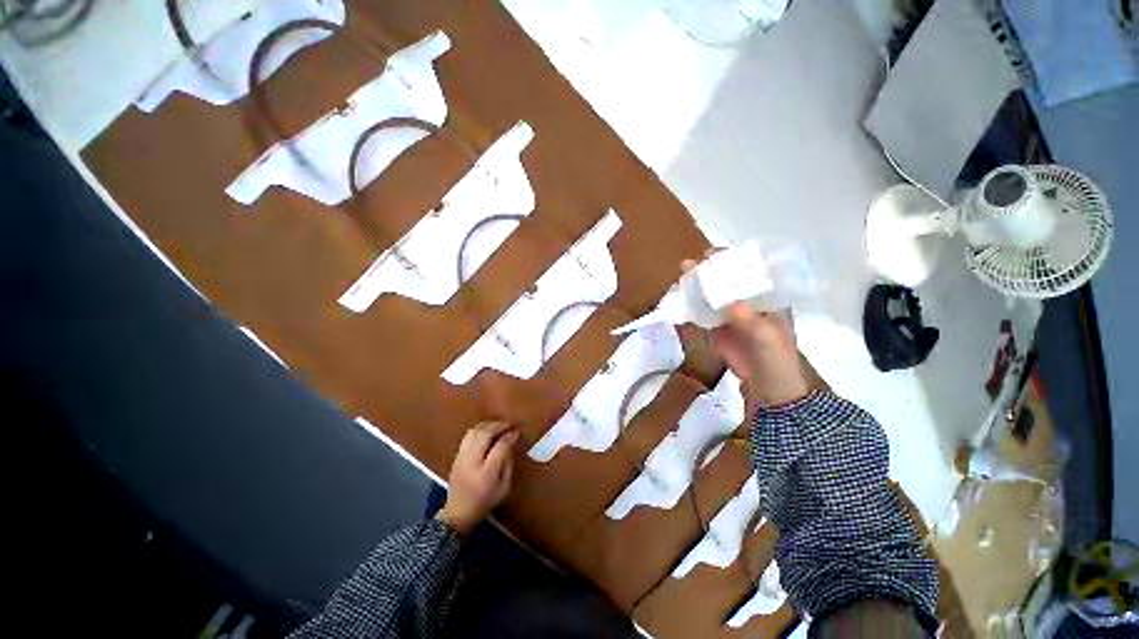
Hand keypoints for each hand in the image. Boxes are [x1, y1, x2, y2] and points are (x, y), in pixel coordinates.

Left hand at [436, 421, 518, 534]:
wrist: (458, 514)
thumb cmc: (485, 502)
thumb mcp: (504, 487)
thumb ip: (508, 463)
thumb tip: (511, 444)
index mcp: (486, 473)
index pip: (500, 446)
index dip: (510, 436)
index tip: (517, 432)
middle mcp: (472, 462)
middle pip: (485, 434)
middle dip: (499, 426)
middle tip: (509, 425)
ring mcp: (461, 457)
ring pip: (474, 431)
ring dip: (488, 425)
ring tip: (499, 426)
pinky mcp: (456, 456)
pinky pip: (467, 436)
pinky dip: (479, 429)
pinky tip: (487, 431)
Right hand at [682, 255, 810, 406]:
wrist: (767, 390)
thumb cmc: (776, 361)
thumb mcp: (768, 340)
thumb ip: (752, 321)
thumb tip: (731, 303)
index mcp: (767, 300)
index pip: (750, 274)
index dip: (733, 262)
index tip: (714, 255)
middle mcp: (747, 303)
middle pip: (726, 282)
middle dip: (709, 271)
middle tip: (690, 264)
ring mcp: (730, 317)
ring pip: (711, 296)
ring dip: (696, 286)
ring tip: (681, 276)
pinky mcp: (717, 330)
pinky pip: (702, 314)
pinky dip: (691, 306)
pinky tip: (680, 298)